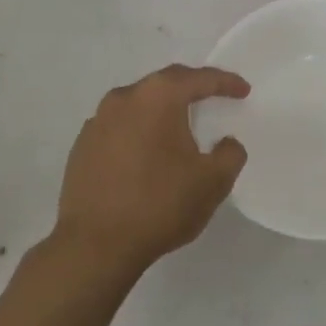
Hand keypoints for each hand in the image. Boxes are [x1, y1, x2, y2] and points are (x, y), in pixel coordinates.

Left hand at [54, 64, 249, 273]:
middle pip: (165, 84)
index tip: (243, 91)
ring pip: (138, 105)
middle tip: (213, 98)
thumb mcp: (213, 182)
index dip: (225, 83)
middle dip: (191, 89)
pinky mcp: (81, 147)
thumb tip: (225, 143)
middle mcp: (124, 99)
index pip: (198, 79)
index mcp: (158, 97)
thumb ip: (230, 154)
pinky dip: (138, 132)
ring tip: (178, 127)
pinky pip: (118, 128)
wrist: (94, 247)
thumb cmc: (159, 205)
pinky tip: (146, 154)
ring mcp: (97, 122)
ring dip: (161, 111)